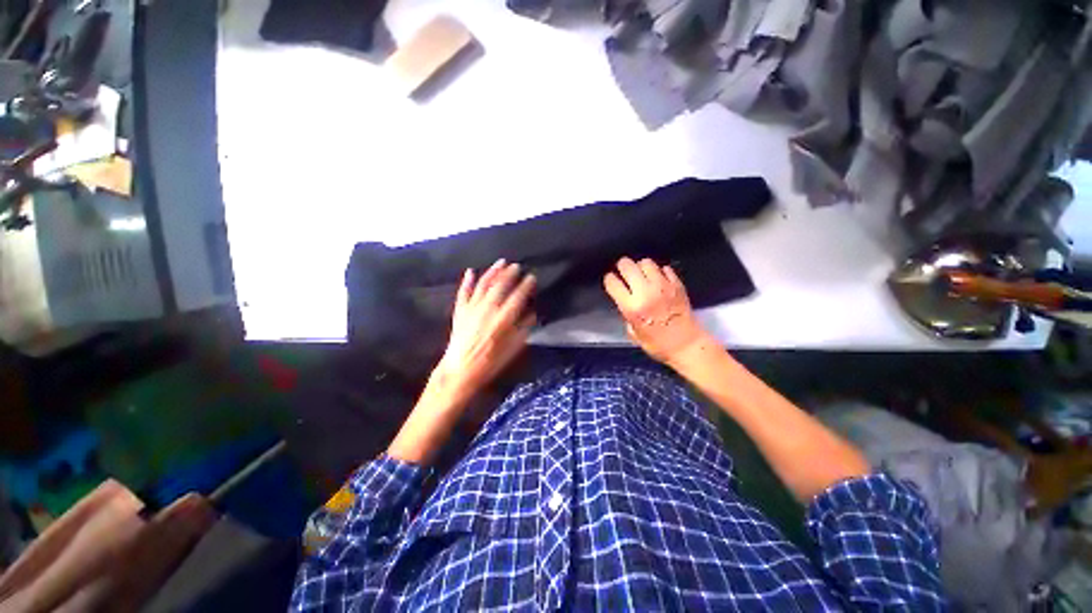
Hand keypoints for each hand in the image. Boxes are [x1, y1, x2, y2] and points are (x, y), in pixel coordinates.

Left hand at [430, 259, 536, 403]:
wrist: (461, 369)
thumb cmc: (491, 361)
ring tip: (500, 262)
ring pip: (483, 284)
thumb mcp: (514, 348)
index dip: (526, 285)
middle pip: (500, 285)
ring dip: (492, 272)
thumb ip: (524, 328)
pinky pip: (463, 292)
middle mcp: (488, 308)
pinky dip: (467, 281)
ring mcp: (472, 307)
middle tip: (516, 266)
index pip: (518, 296)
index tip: (532, 277)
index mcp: (503, 318)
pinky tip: (471, 271)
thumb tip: (531, 313)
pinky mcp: (460, 310)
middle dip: (510, 274)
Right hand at [604, 257, 710, 364]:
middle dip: (622, 267)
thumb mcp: (633, 331)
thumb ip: (626, 312)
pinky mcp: (677, 284)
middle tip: (624, 273)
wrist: (686, 345)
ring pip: (645, 262)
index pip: (612, 282)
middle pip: (627, 265)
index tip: (611, 282)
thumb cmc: (657, 344)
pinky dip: (659, 272)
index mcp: (631, 307)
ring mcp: (662, 286)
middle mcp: (645, 292)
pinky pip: (664, 268)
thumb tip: (626, 300)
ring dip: (641, 267)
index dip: (609, 280)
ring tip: (642, 275)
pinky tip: (658, 280)